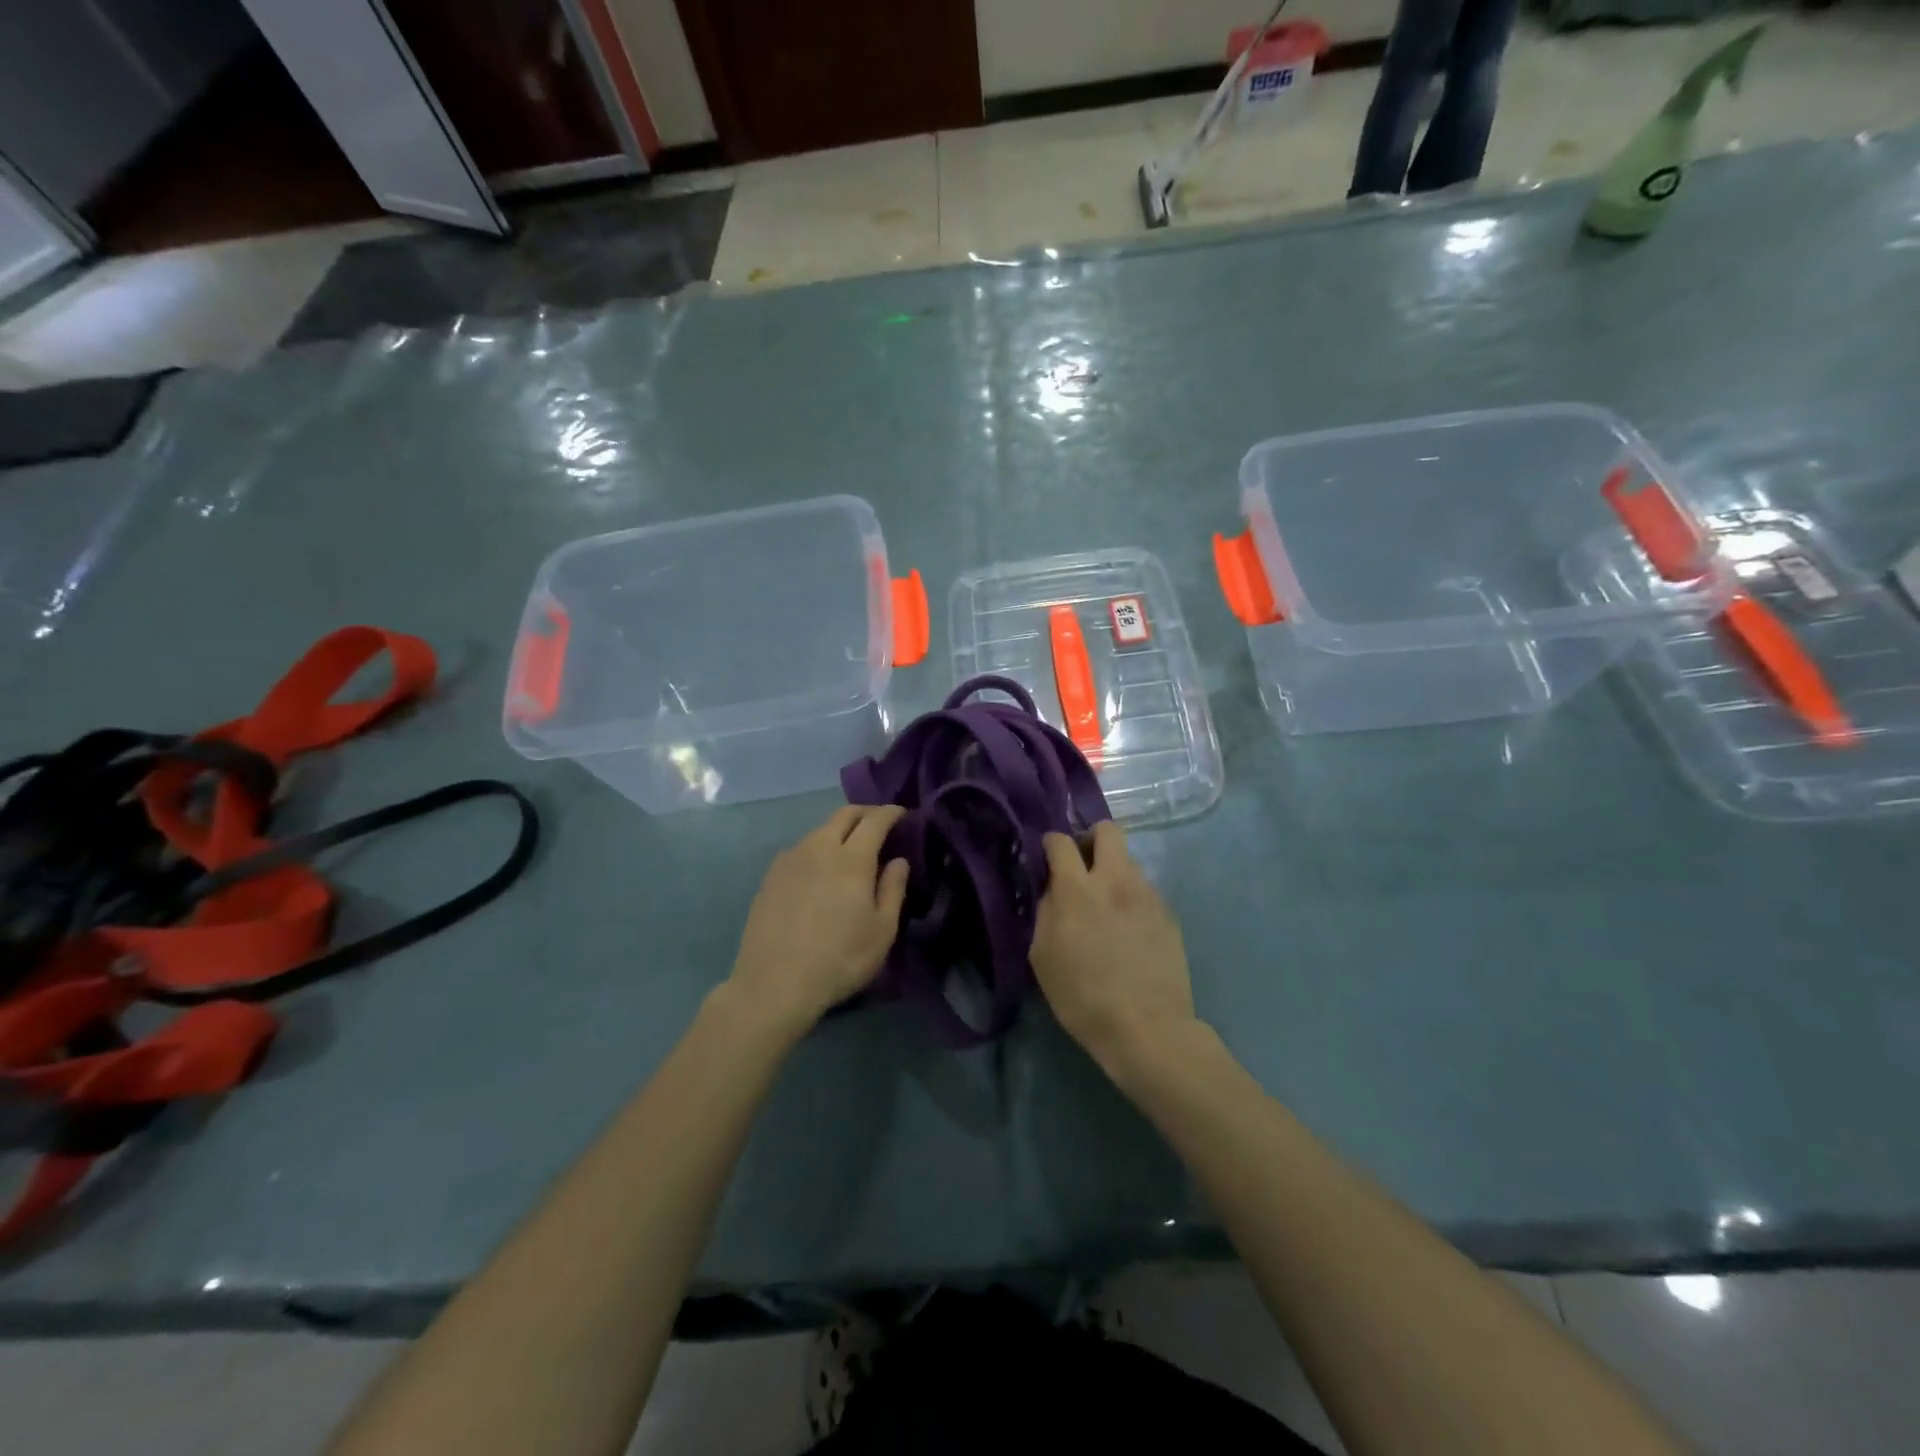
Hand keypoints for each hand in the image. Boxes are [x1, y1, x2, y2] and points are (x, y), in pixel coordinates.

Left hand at [726, 805, 908, 1032]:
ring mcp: (790, 860)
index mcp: (851, 859)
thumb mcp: (882, 931)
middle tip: (880, 823)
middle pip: (844, 815)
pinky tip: (820, 870)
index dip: (891, 813)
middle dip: (865, 812)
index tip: (903, 814)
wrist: (774, 983)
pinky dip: (818, 848)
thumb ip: (893, 889)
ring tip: (851, 848)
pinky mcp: (770, 876)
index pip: (875, 820)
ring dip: (839, 830)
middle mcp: (819, 848)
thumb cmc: (839, 959)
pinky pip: (800, 849)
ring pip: (819, 830)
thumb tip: (898, 860)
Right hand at [1031, 821, 1197, 1074]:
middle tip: (1082, 866)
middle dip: (1091, 838)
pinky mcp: (1168, 914)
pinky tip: (1128, 932)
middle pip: (1108, 830)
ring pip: (1128, 862)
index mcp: (1078, 889)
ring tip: (1107, 908)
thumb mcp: (1043, 957)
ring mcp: (1147, 895)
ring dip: (1113, 873)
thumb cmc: (1083, 997)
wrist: (1147, 1028)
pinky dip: (1131, 900)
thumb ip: (1046, 911)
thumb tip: (1053, 889)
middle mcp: (1116, 880)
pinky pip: (1144, 891)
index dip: (1051, 843)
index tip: (1048, 858)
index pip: (1061, 841)